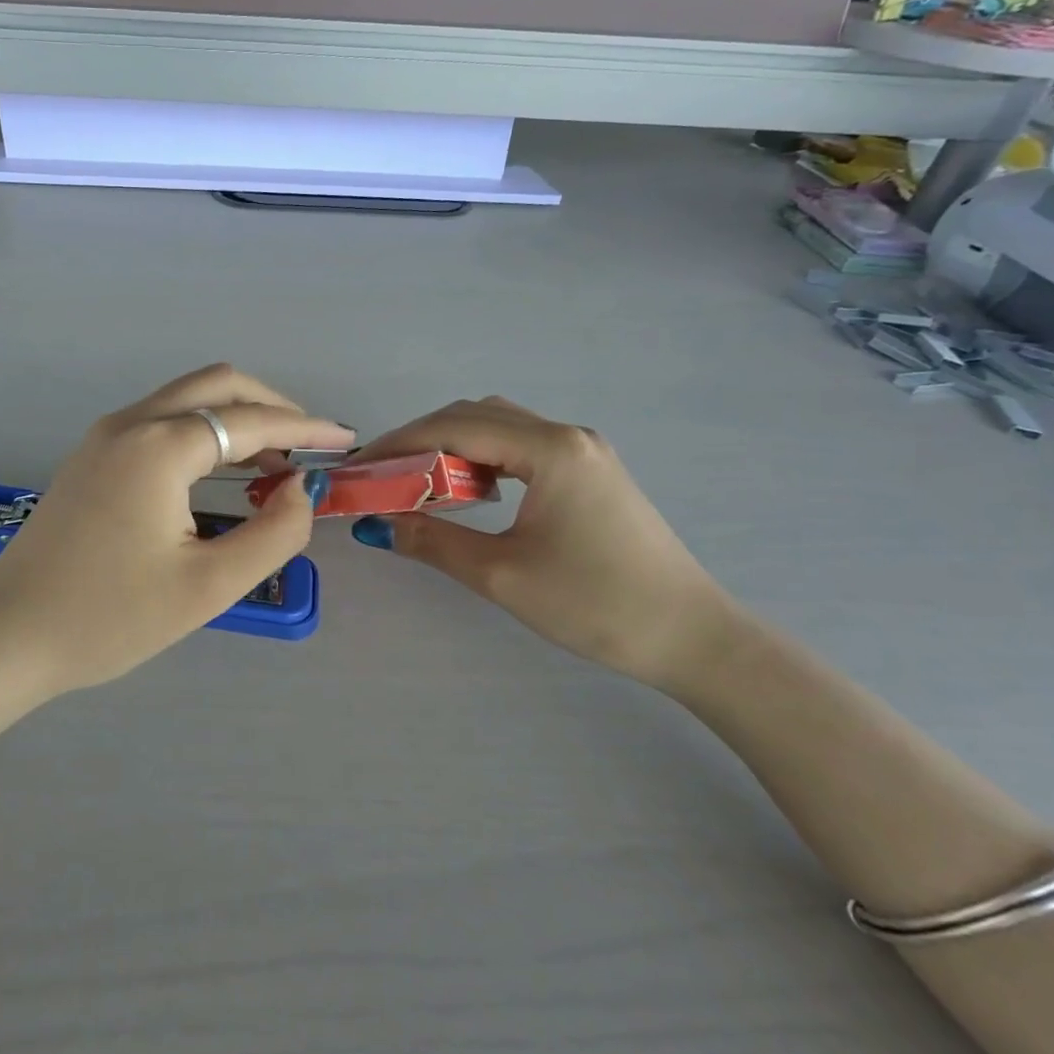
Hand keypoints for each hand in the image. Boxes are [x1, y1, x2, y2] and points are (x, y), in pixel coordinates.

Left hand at [0, 365, 352, 691]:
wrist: (11, 635)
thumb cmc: (110, 618)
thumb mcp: (208, 586)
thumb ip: (272, 533)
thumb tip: (300, 489)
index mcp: (159, 446)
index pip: (249, 420)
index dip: (304, 429)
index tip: (344, 441)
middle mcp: (130, 423)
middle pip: (216, 385)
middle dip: (271, 407)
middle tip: (308, 447)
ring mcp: (104, 435)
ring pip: (186, 399)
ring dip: (235, 418)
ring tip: (274, 463)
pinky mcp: (91, 455)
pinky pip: (160, 420)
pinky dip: (202, 431)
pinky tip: (220, 470)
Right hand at [348, 398, 736, 690]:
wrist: (694, 637)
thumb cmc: (597, 605)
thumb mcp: (502, 575)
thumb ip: (431, 541)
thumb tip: (373, 525)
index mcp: (549, 450)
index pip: (453, 428)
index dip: (399, 442)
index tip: (359, 466)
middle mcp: (566, 435)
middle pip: (474, 415)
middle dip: (419, 438)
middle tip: (381, 473)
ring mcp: (582, 450)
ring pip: (498, 426)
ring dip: (450, 444)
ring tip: (414, 479)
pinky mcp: (590, 470)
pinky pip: (520, 445)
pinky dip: (481, 456)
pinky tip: (468, 488)